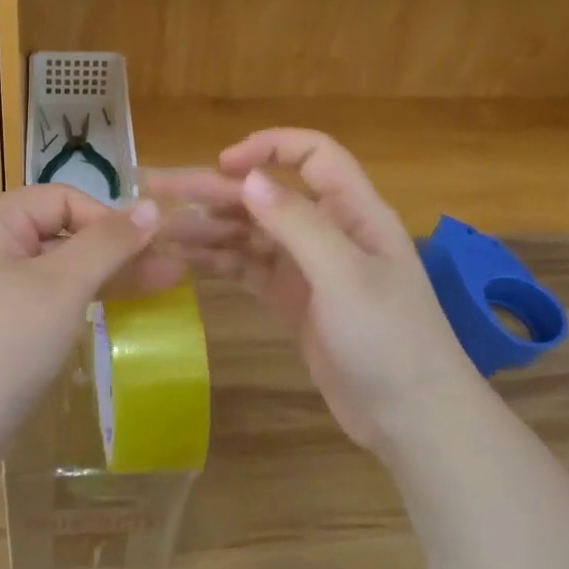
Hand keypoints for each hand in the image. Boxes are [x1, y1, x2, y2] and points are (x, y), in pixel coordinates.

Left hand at [0, 185, 173, 448]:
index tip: (149, 249)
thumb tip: (151, 206)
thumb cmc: (6, 343)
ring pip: (54, 265)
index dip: (108, 218)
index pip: (61, 199)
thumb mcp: (63, 286)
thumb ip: (109, 243)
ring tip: (157, 288)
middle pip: (58, 230)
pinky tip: (115, 309)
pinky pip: (41, 294)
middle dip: (113, 249)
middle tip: (168, 271)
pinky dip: (77, 298)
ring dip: (103, 274)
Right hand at [144, 130, 479, 451]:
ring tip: (159, 231)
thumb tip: (247, 177)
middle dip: (214, 190)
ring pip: (250, 232)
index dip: (268, 147)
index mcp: (353, 212)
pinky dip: (218, 260)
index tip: (222, 164)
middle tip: (156, 192)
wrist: (412, 421)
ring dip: (208, 227)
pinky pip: (248, 268)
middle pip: (266, 195)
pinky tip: (183, 259)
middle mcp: (328, 231)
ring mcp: (308, 268)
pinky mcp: (292, 300)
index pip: (313, 156)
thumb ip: (296, 223)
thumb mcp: (344, 276)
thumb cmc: (389, 340)